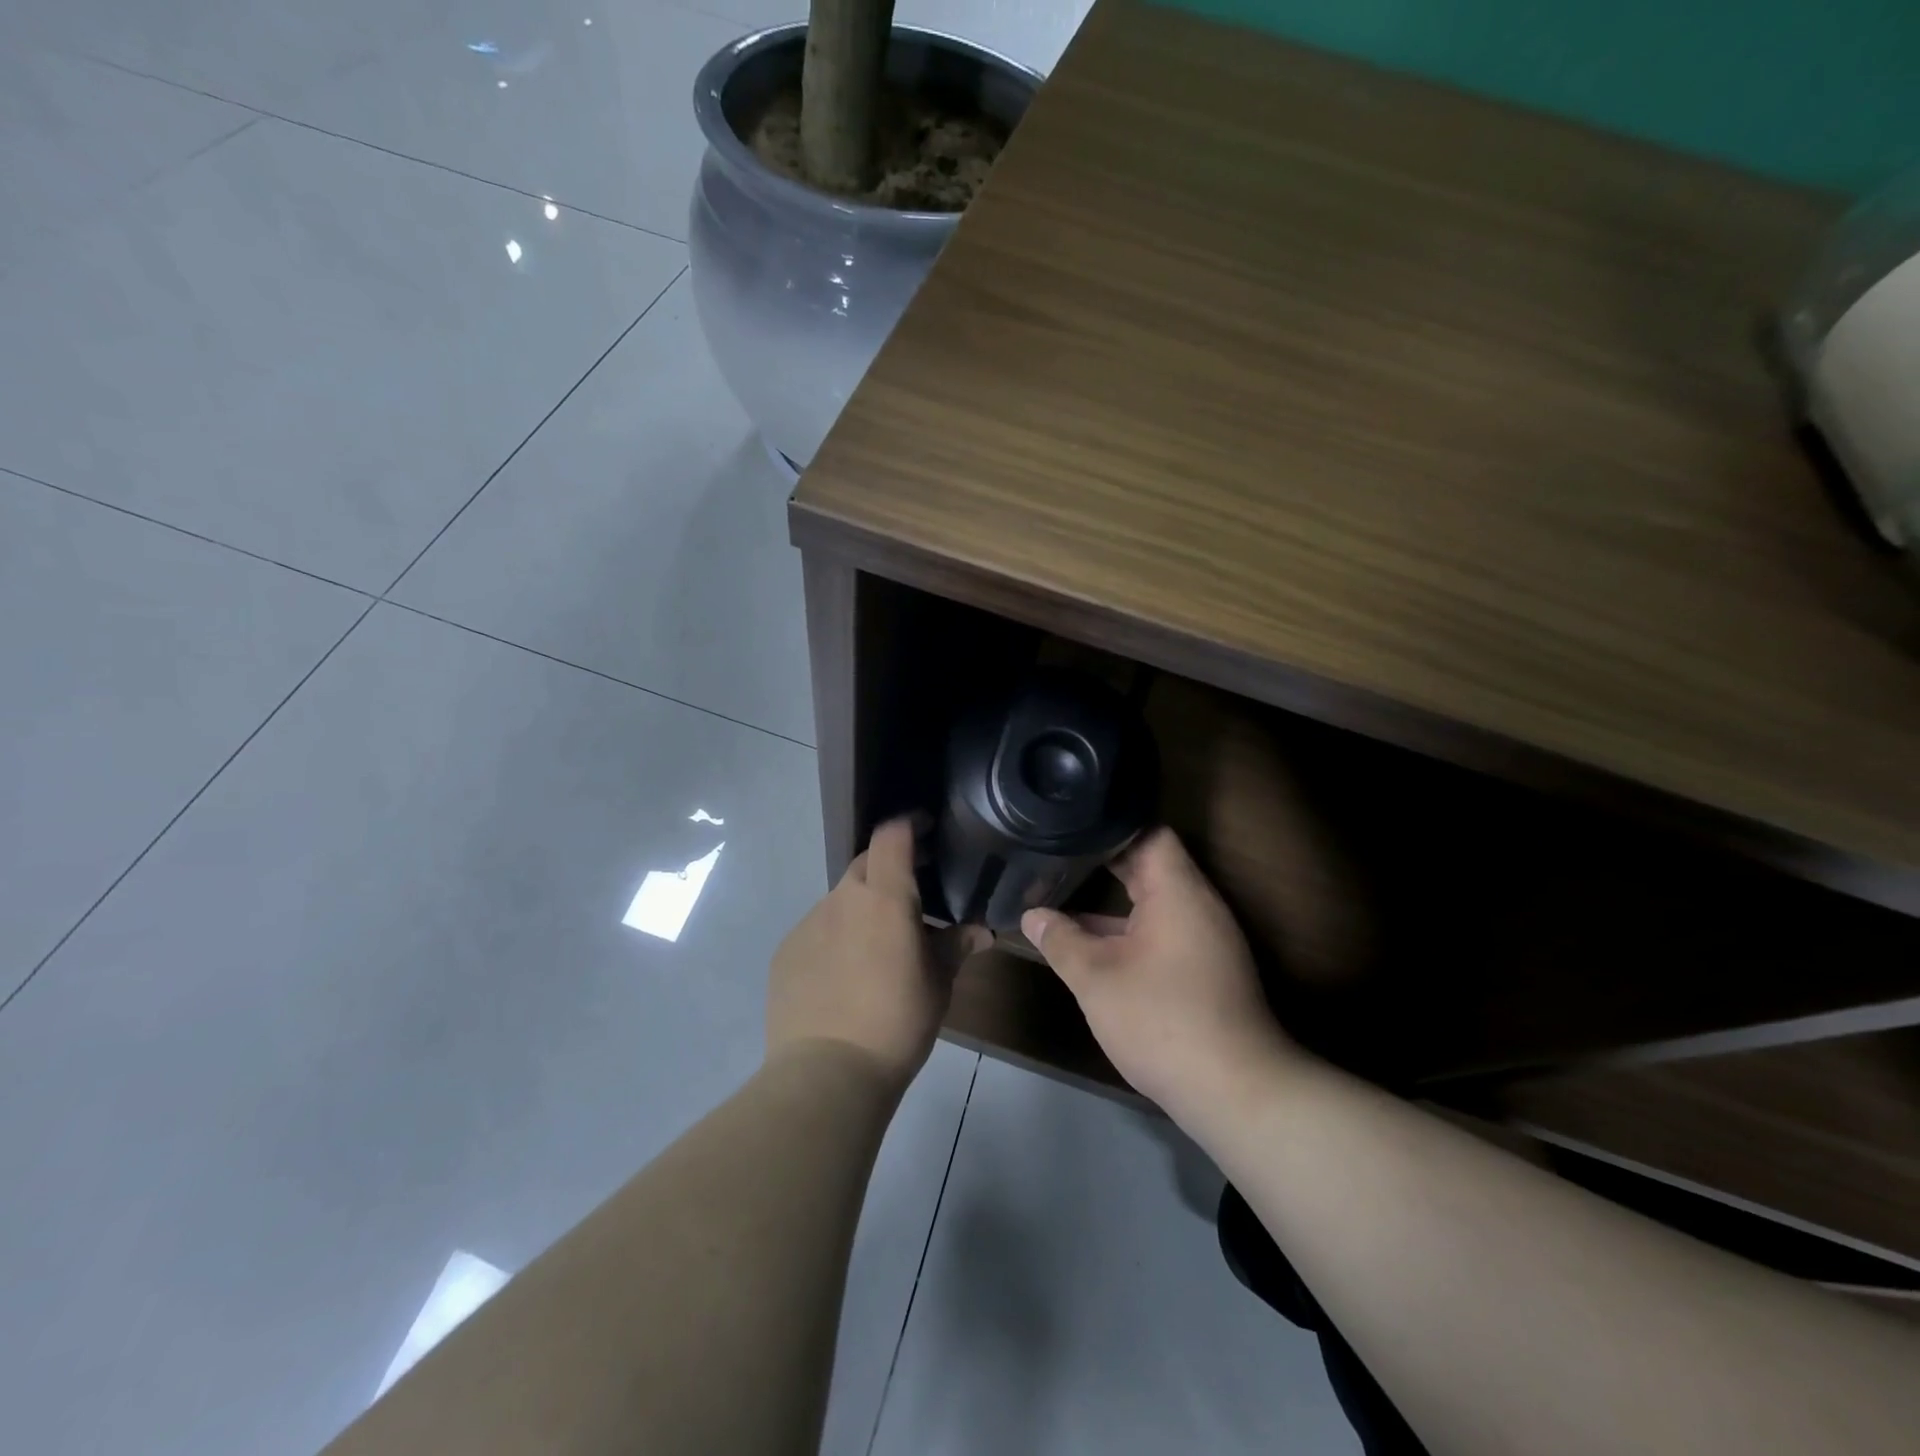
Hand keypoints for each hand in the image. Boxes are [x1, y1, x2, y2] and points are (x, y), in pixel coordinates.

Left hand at [768, 818, 990, 1090]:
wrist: (827, 1072)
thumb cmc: (897, 1022)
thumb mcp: (937, 984)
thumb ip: (956, 948)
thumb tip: (981, 932)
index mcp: (885, 898)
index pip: (892, 836)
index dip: (908, 824)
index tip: (926, 828)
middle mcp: (843, 899)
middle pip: (865, 863)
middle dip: (888, 868)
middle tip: (911, 892)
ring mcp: (809, 923)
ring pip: (840, 900)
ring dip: (861, 909)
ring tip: (878, 945)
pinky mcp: (786, 951)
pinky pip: (817, 930)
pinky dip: (835, 937)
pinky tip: (844, 974)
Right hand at [1022, 829, 1296, 1120]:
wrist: (1235, 1091)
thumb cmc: (1161, 1019)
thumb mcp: (1096, 978)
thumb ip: (1060, 940)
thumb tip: (1031, 915)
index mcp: (1177, 891)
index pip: (1148, 833)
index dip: (1109, 827)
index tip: (1070, 829)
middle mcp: (1198, 905)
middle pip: (1151, 865)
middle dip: (1103, 863)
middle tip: (1057, 857)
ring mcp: (1207, 938)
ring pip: (1155, 902)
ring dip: (1115, 901)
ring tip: (1065, 896)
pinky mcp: (1207, 969)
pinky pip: (1164, 931)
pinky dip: (1131, 929)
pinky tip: (1095, 946)